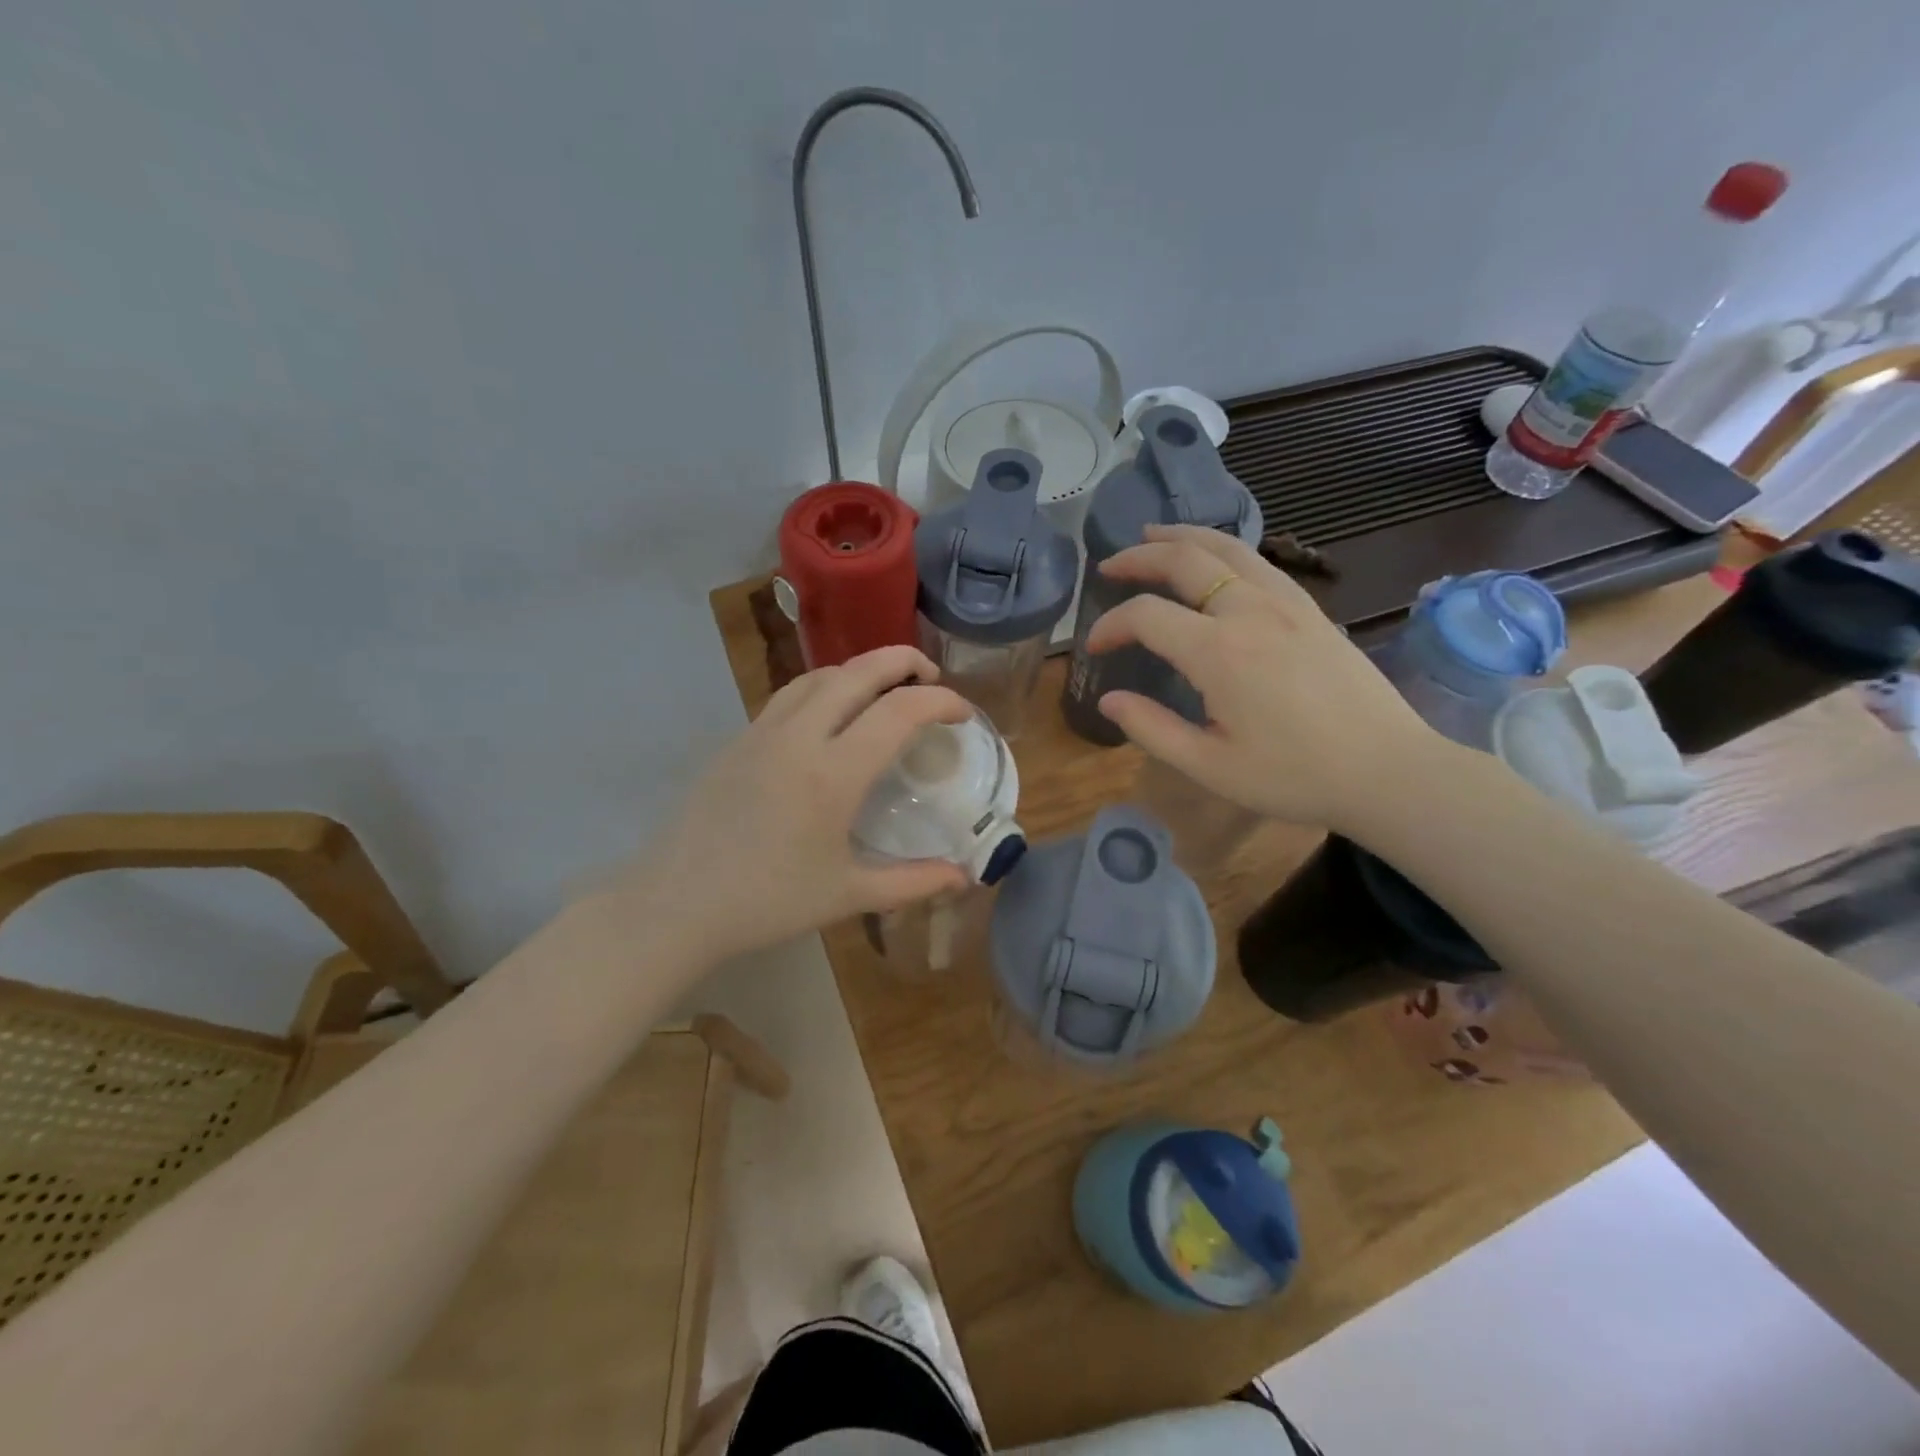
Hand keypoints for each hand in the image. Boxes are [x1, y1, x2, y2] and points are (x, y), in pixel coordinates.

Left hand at [629, 646, 973, 960]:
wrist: (676, 904)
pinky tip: (832, 714)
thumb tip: (964, 876)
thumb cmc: (767, 903)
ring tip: (886, 688)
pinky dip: (826, 685)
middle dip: (903, 661)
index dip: (941, 703)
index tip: (962, 714)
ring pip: (820, 674)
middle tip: (931, 676)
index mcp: (833, 773)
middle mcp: (800, 737)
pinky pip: (790, 693)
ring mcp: (763, 731)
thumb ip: (913, 882)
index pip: (900, 711)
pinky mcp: (739, 738)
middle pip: (859, 671)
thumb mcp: (847, 895)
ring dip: (861, 669)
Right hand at [1086, 524, 1437, 828]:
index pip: (1146, 616)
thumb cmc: (1294, 776)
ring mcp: (1286, 603)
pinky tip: (1214, 560)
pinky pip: (1258, 561)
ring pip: (1226, 548)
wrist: (1387, 770)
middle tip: (1110, 566)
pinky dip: (1223, 549)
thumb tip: (1109, 699)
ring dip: (1182, 537)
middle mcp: (1249, 612)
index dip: (1111, 624)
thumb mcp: (1209, 766)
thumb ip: (1152, 729)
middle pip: (1184, 560)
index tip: (1094, 646)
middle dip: (1139, 558)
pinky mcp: (1310, 609)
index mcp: (1218, 652)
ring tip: (1153, 534)